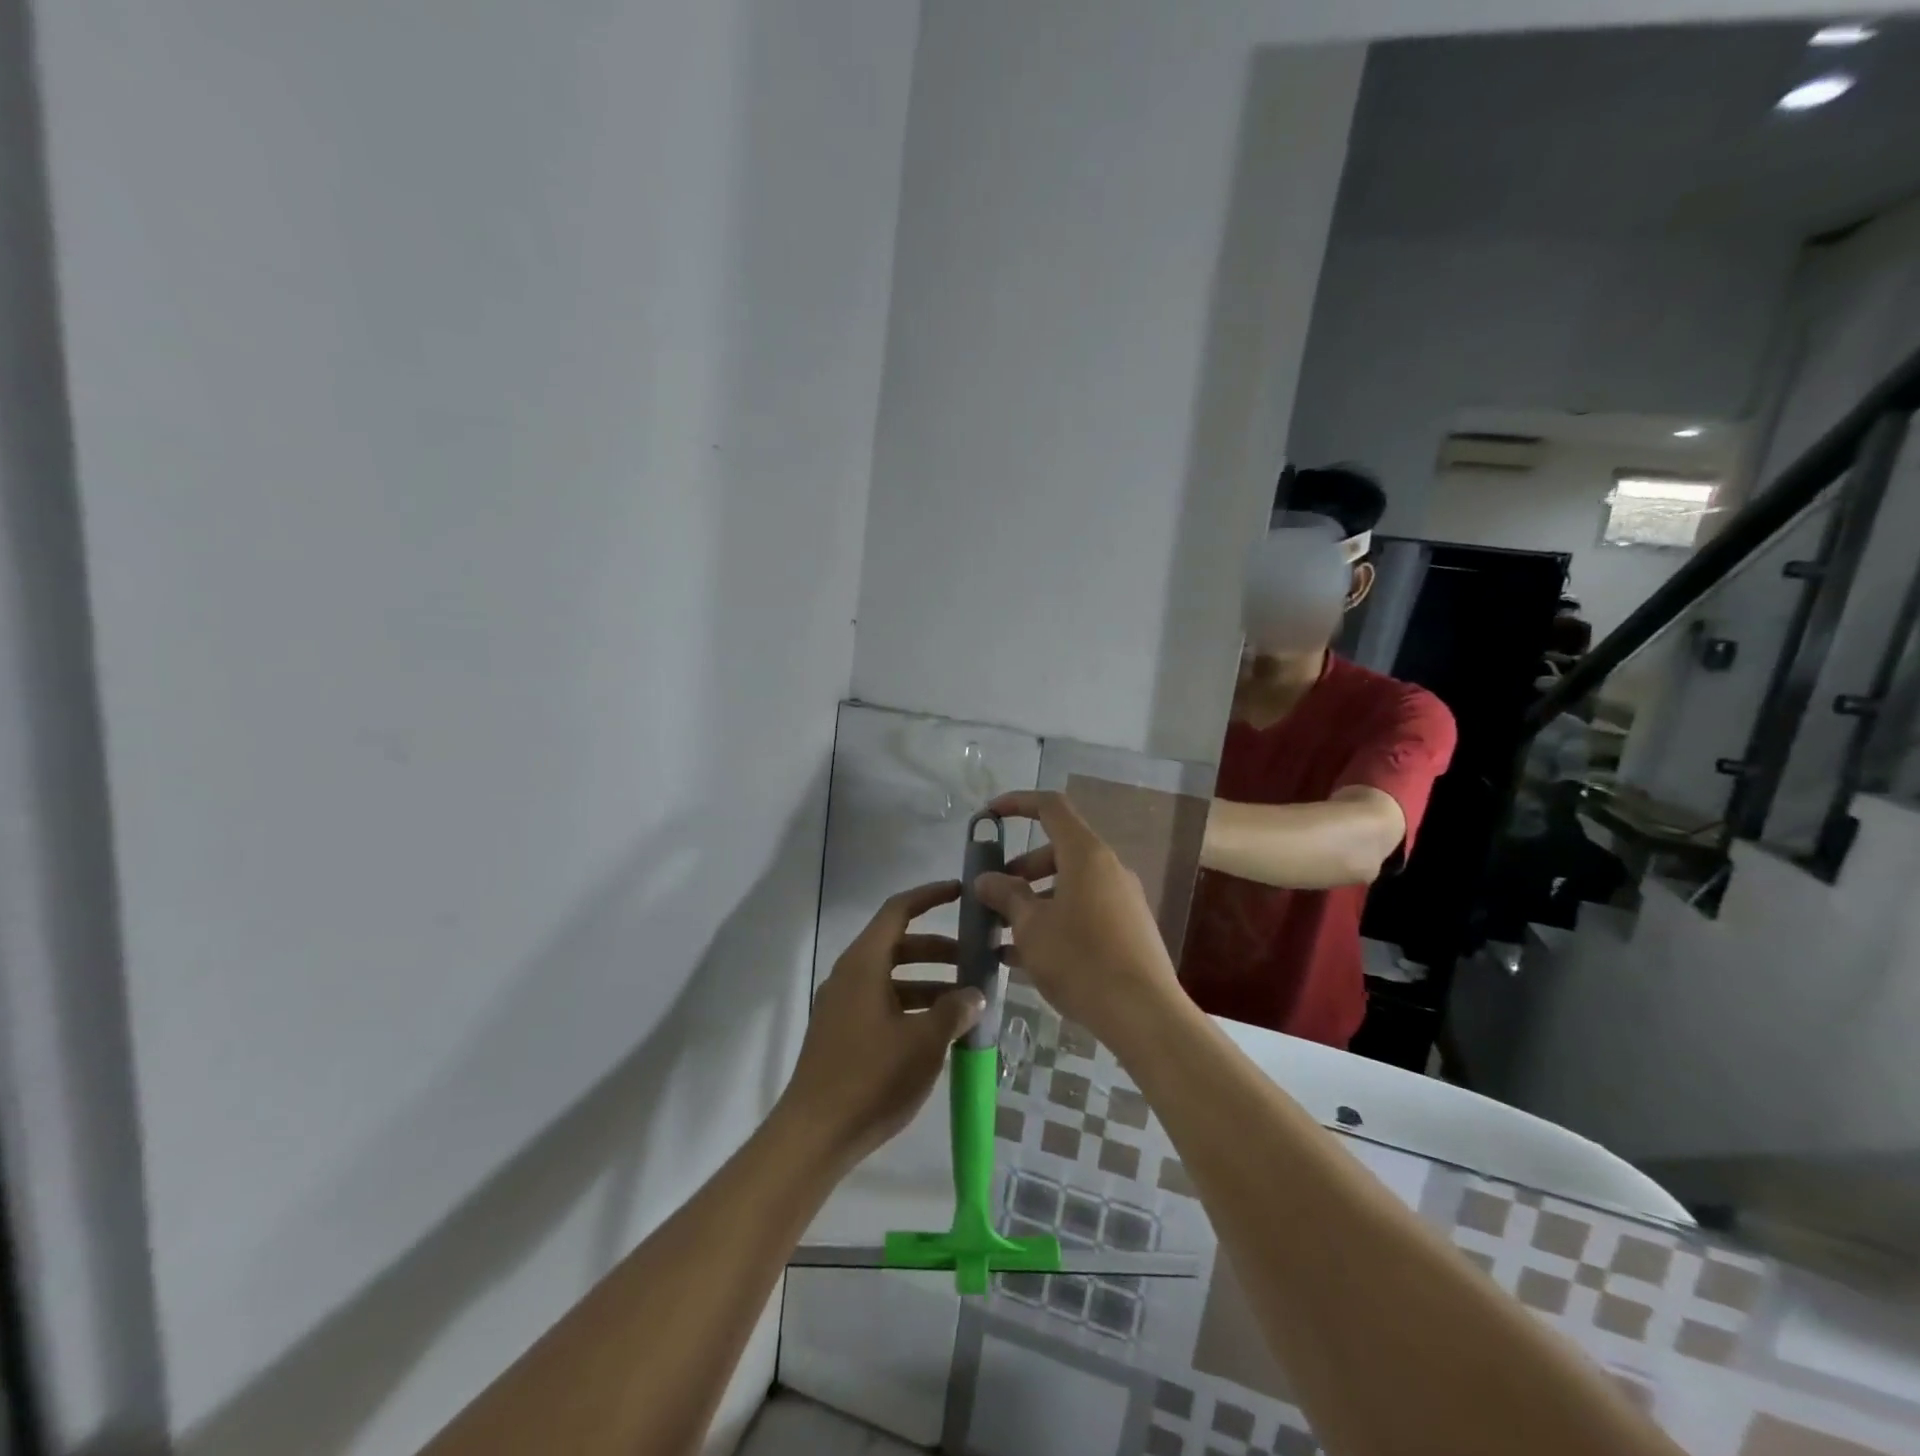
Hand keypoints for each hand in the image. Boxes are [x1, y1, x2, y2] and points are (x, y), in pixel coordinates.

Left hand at [778, 880, 985, 1166]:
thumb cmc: (872, 1078)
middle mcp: (849, 975)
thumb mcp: (924, 1042)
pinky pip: (882, 1002)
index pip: (898, 910)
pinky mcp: (842, 1033)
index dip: (930, 896)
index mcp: (864, 964)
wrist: (815, 1135)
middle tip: (974, 961)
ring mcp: (842, 1005)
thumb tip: (975, 994)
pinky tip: (938, 1030)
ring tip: (965, 1001)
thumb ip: (954, 1011)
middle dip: (938, 949)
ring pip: (891, 976)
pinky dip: (911, 1004)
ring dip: (928, 981)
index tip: (961, 893)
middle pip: (898, 944)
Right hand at [974, 791, 1184, 1048]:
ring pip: (1068, 886)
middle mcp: (1108, 869)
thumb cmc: (1080, 959)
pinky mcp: (1128, 930)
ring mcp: (1121, 900)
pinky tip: (1024, 959)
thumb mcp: (1031, 926)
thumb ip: (1006, 895)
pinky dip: (1054, 922)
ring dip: (1033, 901)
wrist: (1143, 1013)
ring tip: (1001, 934)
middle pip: (1057, 851)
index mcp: (1086, 855)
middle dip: (1019, 869)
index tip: (989, 816)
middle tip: (992, 895)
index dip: (1017, 803)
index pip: (1050, 807)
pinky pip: (1083, 912)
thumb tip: (986, 879)